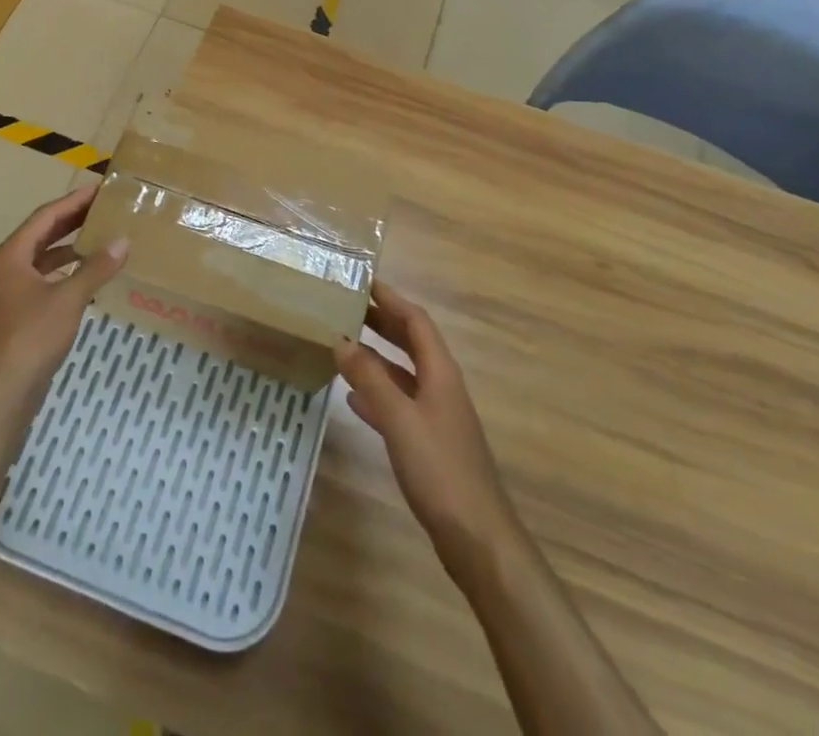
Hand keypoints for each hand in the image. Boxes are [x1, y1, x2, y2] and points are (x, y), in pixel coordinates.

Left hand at [0, 184, 127, 424]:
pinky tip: (82, 281)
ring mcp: (2, 296)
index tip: (98, 189)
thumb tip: (123, 241)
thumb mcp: (68, 299)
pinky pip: (37, 283)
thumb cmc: (30, 338)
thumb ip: (96, 268)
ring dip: (65, 249)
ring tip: (97, 240)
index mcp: (9, 257)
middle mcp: (1, 270)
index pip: (44, 217)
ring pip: (38, 261)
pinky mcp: (9, 319)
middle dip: (70, 221)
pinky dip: (60, 275)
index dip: (72, 201)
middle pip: (39, 236)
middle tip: (101, 209)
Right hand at [337, 281, 523, 575]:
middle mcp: (441, 386)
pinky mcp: (429, 443)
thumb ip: (370, 378)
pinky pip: (399, 404)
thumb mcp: (399, 419)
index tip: (363, 280)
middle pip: (411, 342)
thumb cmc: (439, 469)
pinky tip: (353, 399)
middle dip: (381, 322)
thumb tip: (341, 339)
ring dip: (376, 356)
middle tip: (346, 307)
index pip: (416, 320)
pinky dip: (377, 393)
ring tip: (342, 344)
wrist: (477, 538)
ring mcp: (437, 416)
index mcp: (440, 372)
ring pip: (403, 373)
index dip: (391, 298)